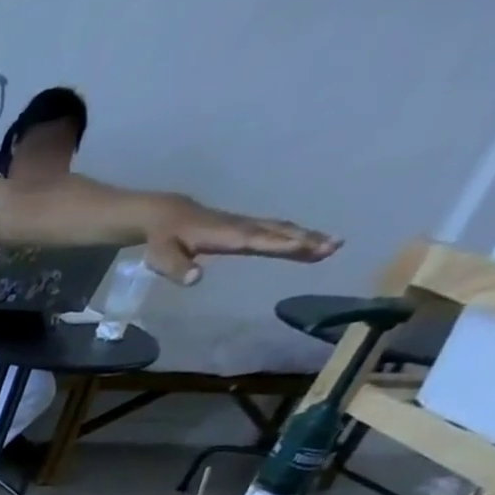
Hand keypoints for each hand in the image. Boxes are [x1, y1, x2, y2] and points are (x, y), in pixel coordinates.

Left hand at [144, 197, 341, 284]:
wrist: (165, 214)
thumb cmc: (162, 240)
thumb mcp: (160, 257)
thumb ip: (176, 267)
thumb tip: (195, 279)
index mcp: (222, 234)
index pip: (253, 240)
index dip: (275, 243)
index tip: (302, 247)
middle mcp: (239, 226)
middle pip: (276, 232)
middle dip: (305, 239)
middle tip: (334, 247)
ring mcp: (244, 224)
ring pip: (280, 229)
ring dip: (306, 236)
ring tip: (332, 246)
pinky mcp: (244, 226)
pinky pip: (274, 229)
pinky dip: (293, 235)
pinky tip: (307, 242)